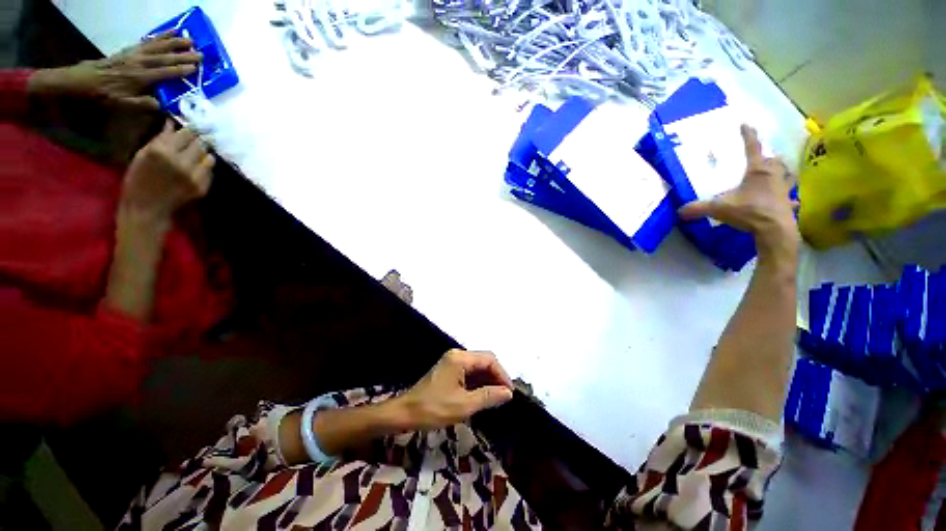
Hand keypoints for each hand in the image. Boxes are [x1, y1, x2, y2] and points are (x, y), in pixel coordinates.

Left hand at [29, 32, 200, 108]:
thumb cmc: (105, 94)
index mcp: (141, 77)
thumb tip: (162, 105)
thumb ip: (142, 104)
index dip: (180, 70)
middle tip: (200, 54)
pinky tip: (169, 33)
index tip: (195, 68)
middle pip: (165, 57)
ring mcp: (135, 54)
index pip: (165, 73)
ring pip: (158, 46)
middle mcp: (140, 62)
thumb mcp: (122, 104)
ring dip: (175, 42)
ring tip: (189, 39)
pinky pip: (148, 41)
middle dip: (183, 55)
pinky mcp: (131, 50)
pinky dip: (160, 36)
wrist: (85, 80)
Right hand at [120, 120, 214, 223]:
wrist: (147, 208)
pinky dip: (204, 169)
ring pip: (208, 157)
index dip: (189, 131)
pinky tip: (193, 170)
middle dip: (196, 142)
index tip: (189, 131)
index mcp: (162, 151)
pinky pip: (210, 172)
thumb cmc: (138, 179)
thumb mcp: (142, 154)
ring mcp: (194, 176)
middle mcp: (181, 162)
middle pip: (199, 144)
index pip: (186, 134)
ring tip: (192, 158)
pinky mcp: (202, 187)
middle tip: (191, 144)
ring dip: (202, 155)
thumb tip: (172, 122)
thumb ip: (160, 138)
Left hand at [401, 349, 514, 429]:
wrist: (405, 413)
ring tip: (497, 398)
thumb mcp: (464, 405)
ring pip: (477, 367)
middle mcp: (457, 355)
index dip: (502, 375)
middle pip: (484, 361)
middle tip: (505, 396)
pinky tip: (484, 395)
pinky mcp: (449, 370)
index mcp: (460, 358)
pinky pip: (469, 372)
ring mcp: (452, 362)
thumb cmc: (433, 409)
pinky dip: (478, 383)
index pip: (489, 360)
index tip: (510, 393)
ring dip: (488, 380)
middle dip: (496, 377)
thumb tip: (508, 393)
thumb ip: (488, 396)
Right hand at [678, 124, 798, 251]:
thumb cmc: (748, 211)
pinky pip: (791, 196)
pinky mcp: (788, 202)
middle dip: (769, 158)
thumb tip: (679, 211)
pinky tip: (790, 200)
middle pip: (774, 160)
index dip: (748, 136)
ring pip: (787, 174)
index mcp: (757, 171)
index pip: (752, 148)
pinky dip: (790, 197)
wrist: (773, 229)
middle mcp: (773, 175)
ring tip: (778, 174)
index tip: (746, 124)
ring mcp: (783, 188)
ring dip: (782, 172)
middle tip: (763, 159)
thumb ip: (698, 208)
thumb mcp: (718, 208)